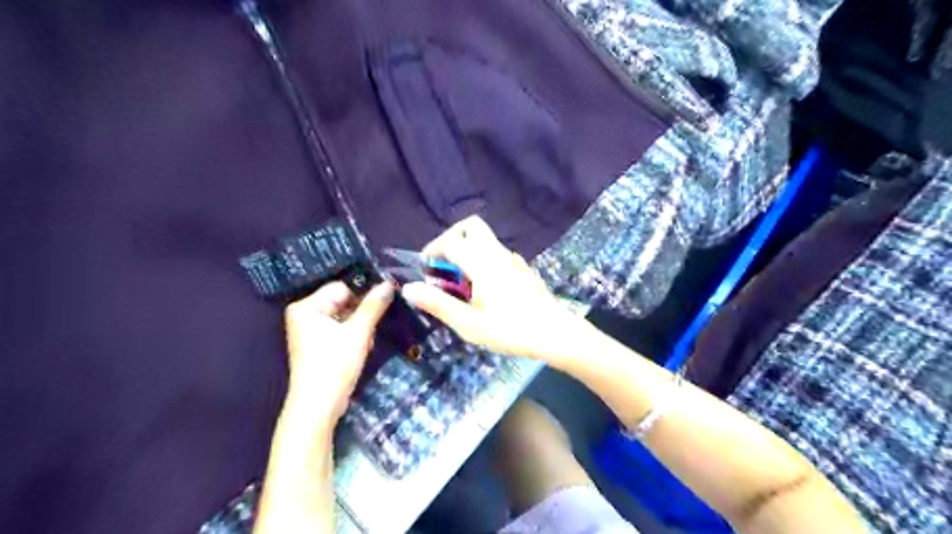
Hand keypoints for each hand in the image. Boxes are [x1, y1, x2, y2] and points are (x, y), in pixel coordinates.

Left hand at [281, 282, 393, 423]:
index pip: (342, 287)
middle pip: (343, 301)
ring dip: (360, 326)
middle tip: (373, 328)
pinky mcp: (318, 344)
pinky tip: (361, 347)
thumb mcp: (358, 332)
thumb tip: (389, 282)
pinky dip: (353, 336)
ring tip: (366, 342)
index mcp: (306, 306)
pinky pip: (340, 329)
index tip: (383, 303)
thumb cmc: (334, 365)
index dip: (363, 295)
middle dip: (362, 314)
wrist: (318, 407)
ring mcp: (310, 330)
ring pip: (345, 316)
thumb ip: (374, 305)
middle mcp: (304, 314)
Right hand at [402, 215, 580, 359]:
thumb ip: (438, 304)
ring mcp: (513, 260)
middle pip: (471, 226)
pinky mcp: (522, 269)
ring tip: (459, 282)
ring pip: (485, 239)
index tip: (425, 271)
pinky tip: (483, 289)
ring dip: (466, 250)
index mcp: (483, 263)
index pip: (451, 242)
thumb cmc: (511, 330)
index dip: (433, 252)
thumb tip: (409, 288)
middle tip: (442, 263)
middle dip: (451, 238)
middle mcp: (498, 254)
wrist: (556, 334)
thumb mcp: (469, 324)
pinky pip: (496, 254)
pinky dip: (481, 260)